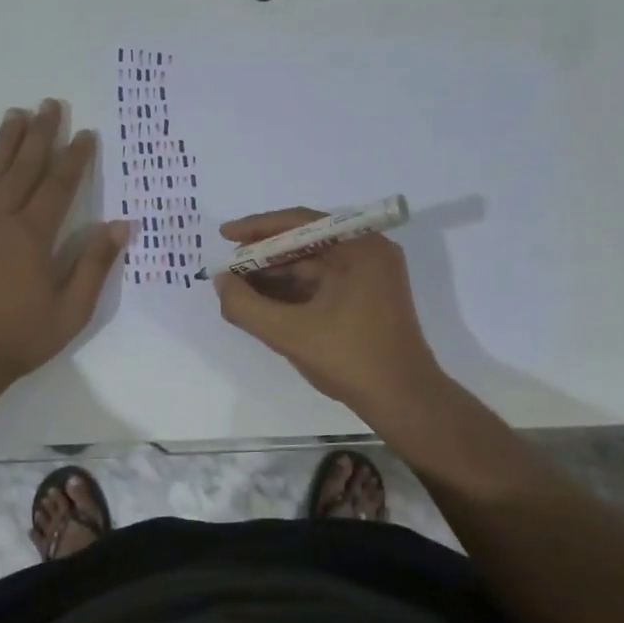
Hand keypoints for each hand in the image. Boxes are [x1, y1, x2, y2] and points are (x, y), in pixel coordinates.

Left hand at [0, 100, 130, 383]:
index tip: (86, 133)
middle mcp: (1, 220)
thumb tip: (121, 225)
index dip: (75, 158)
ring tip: (16, 113)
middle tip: (50, 104)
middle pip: (24, 168)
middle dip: (40, 135)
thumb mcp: (71, 310)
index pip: (59, 186)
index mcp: (34, 236)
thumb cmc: (20, 337)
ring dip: (5, 142)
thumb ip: (94, 264)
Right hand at [213, 208, 442, 413]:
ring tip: (240, 286)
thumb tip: (221, 281)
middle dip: (265, 255)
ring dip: (277, 274)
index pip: (300, 222)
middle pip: (306, 241)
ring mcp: (372, 275)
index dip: (257, 228)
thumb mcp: (289, 333)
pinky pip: (324, 281)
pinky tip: (265, 301)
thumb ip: (246, 306)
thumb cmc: (350, 359)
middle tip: (229, 268)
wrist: (402, 400)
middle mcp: (369, 251)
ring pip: (313, 264)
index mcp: (359, 247)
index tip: (225, 235)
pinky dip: (295, 289)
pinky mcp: (369, 296)